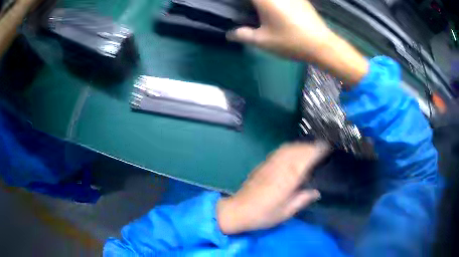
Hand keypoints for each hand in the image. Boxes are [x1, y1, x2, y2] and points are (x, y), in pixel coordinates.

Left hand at [217, 143, 329, 234]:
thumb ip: (302, 200)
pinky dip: (290, 148)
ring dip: (300, 145)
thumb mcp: (285, 213)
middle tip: (322, 148)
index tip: (327, 147)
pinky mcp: (262, 165)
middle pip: (297, 150)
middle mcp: (278, 168)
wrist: (237, 211)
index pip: (305, 159)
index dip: (316, 151)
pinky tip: (293, 152)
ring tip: (310, 148)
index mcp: (287, 180)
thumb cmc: (262, 215)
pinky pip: (279, 151)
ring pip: (288, 148)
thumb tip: (316, 192)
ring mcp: (269, 165)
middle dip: (311, 146)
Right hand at [227, 0, 332, 60]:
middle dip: (251, 3)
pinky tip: (274, 9)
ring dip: (262, 2)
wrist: (321, 44)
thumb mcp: (263, 41)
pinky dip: (274, 2)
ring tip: (259, 10)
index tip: (235, 5)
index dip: (238, 1)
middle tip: (247, 8)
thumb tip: (229, 34)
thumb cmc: (291, 42)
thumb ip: (243, 35)